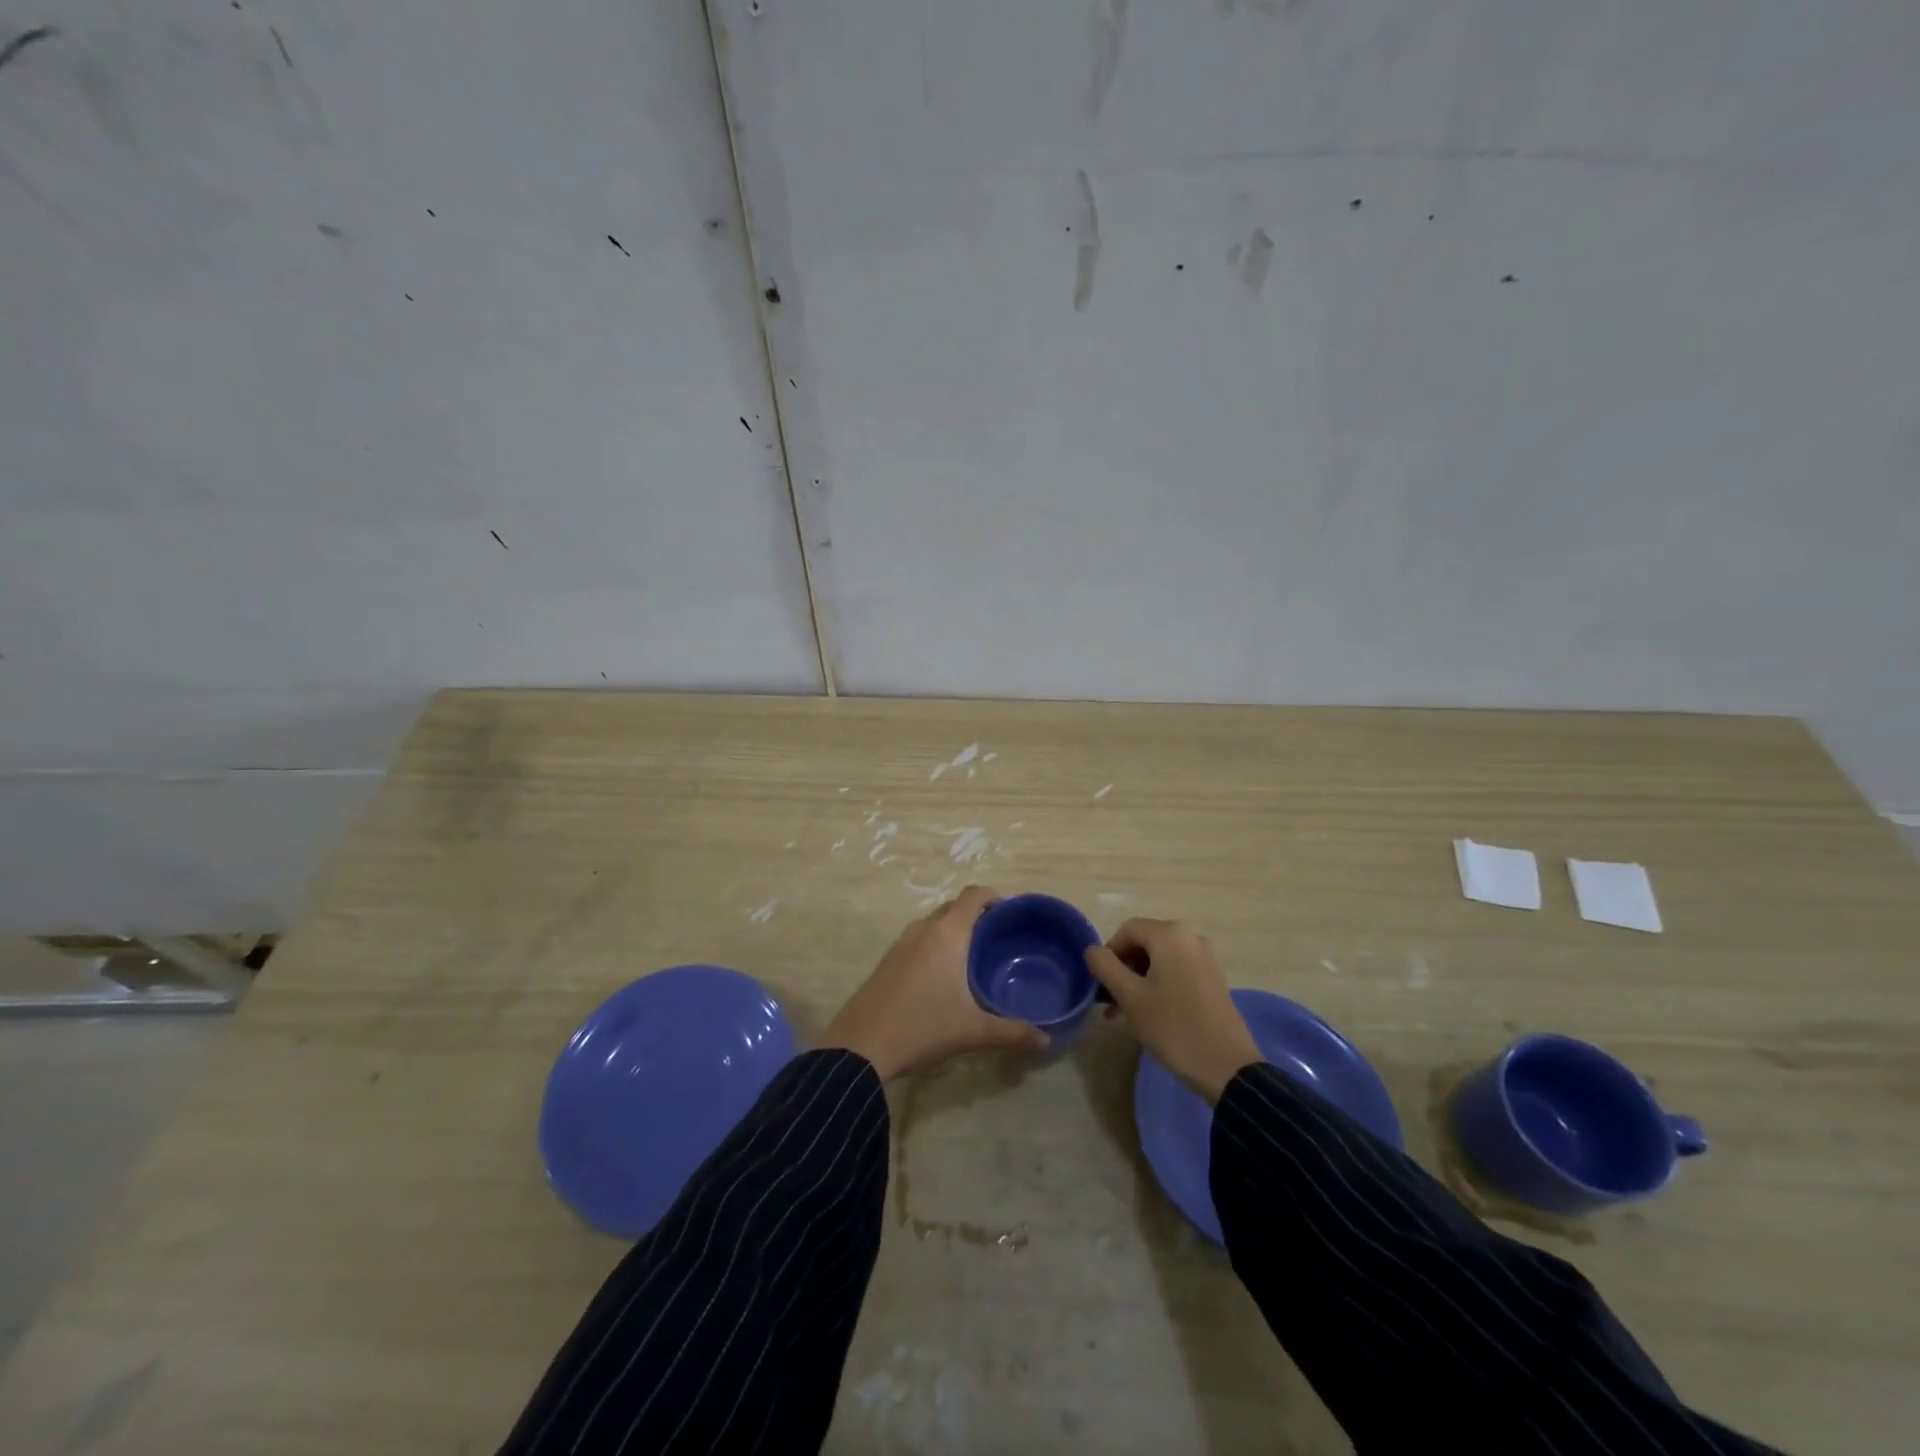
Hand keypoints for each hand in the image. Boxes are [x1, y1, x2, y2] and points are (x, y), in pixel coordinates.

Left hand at [822, 886, 1047, 1080]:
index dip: (993, 896)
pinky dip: (934, 944)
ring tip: (972, 957)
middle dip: (976, 915)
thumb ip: (1012, 1032)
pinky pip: (918, 939)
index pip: (973, 896)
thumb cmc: (922, 1028)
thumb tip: (1046, 1039)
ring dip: (952, 930)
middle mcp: (923, 930)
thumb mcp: (973, 1031)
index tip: (1010, 914)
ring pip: (933, 923)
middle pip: (953, 907)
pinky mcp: (886, 960)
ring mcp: (900, 943)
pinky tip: (941, 976)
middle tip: (997, 940)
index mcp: (947, 934)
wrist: (860, 1046)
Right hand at [1085, 918, 1260, 1103]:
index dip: (1108, 953)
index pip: (1127, 930)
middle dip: (1123, 968)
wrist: (1227, 1068)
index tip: (1101, 984)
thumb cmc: (1173, 1027)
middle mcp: (1190, 937)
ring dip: (1138, 980)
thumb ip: (1105, 966)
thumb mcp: (1130, 997)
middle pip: (1144, 942)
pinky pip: (1176, 971)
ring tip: (1124, 1012)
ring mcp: (1205, 958)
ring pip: (1159, 959)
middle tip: (1110, 1000)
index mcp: (1170, 934)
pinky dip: (1158, 985)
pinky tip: (1150, 1013)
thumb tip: (1092, 950)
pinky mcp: (1213, 979)